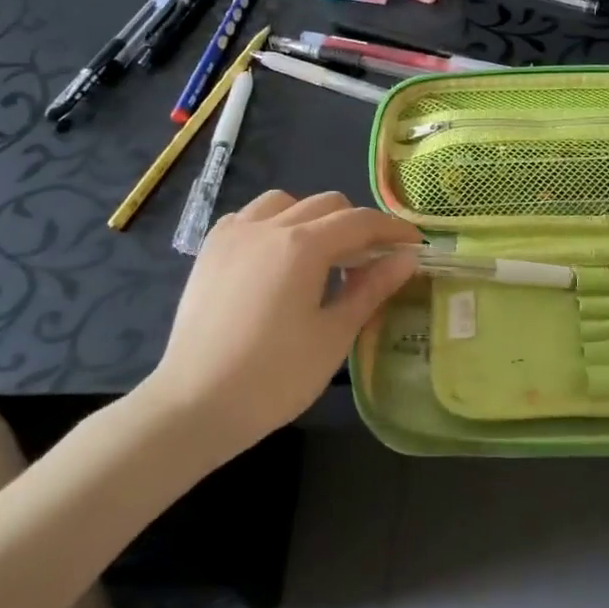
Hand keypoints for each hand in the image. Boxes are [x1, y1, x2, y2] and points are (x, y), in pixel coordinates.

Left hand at [141, 190, 420, 443]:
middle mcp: (269, 226)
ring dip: (314, 217)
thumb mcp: (334, 334)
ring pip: (286, 202)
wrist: (194, 406)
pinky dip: (275, 223)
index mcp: (303, 245)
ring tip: (323, 254)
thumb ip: (372, 288)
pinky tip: (278, 256)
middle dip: (357, 225)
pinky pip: (250, 216)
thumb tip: (407, 258)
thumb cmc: (275, 377)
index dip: (393, 230)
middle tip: (373, 259)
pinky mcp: (211, 250)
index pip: (360, 221)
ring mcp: (234, 234)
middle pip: (327, 204)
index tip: (414, 245)